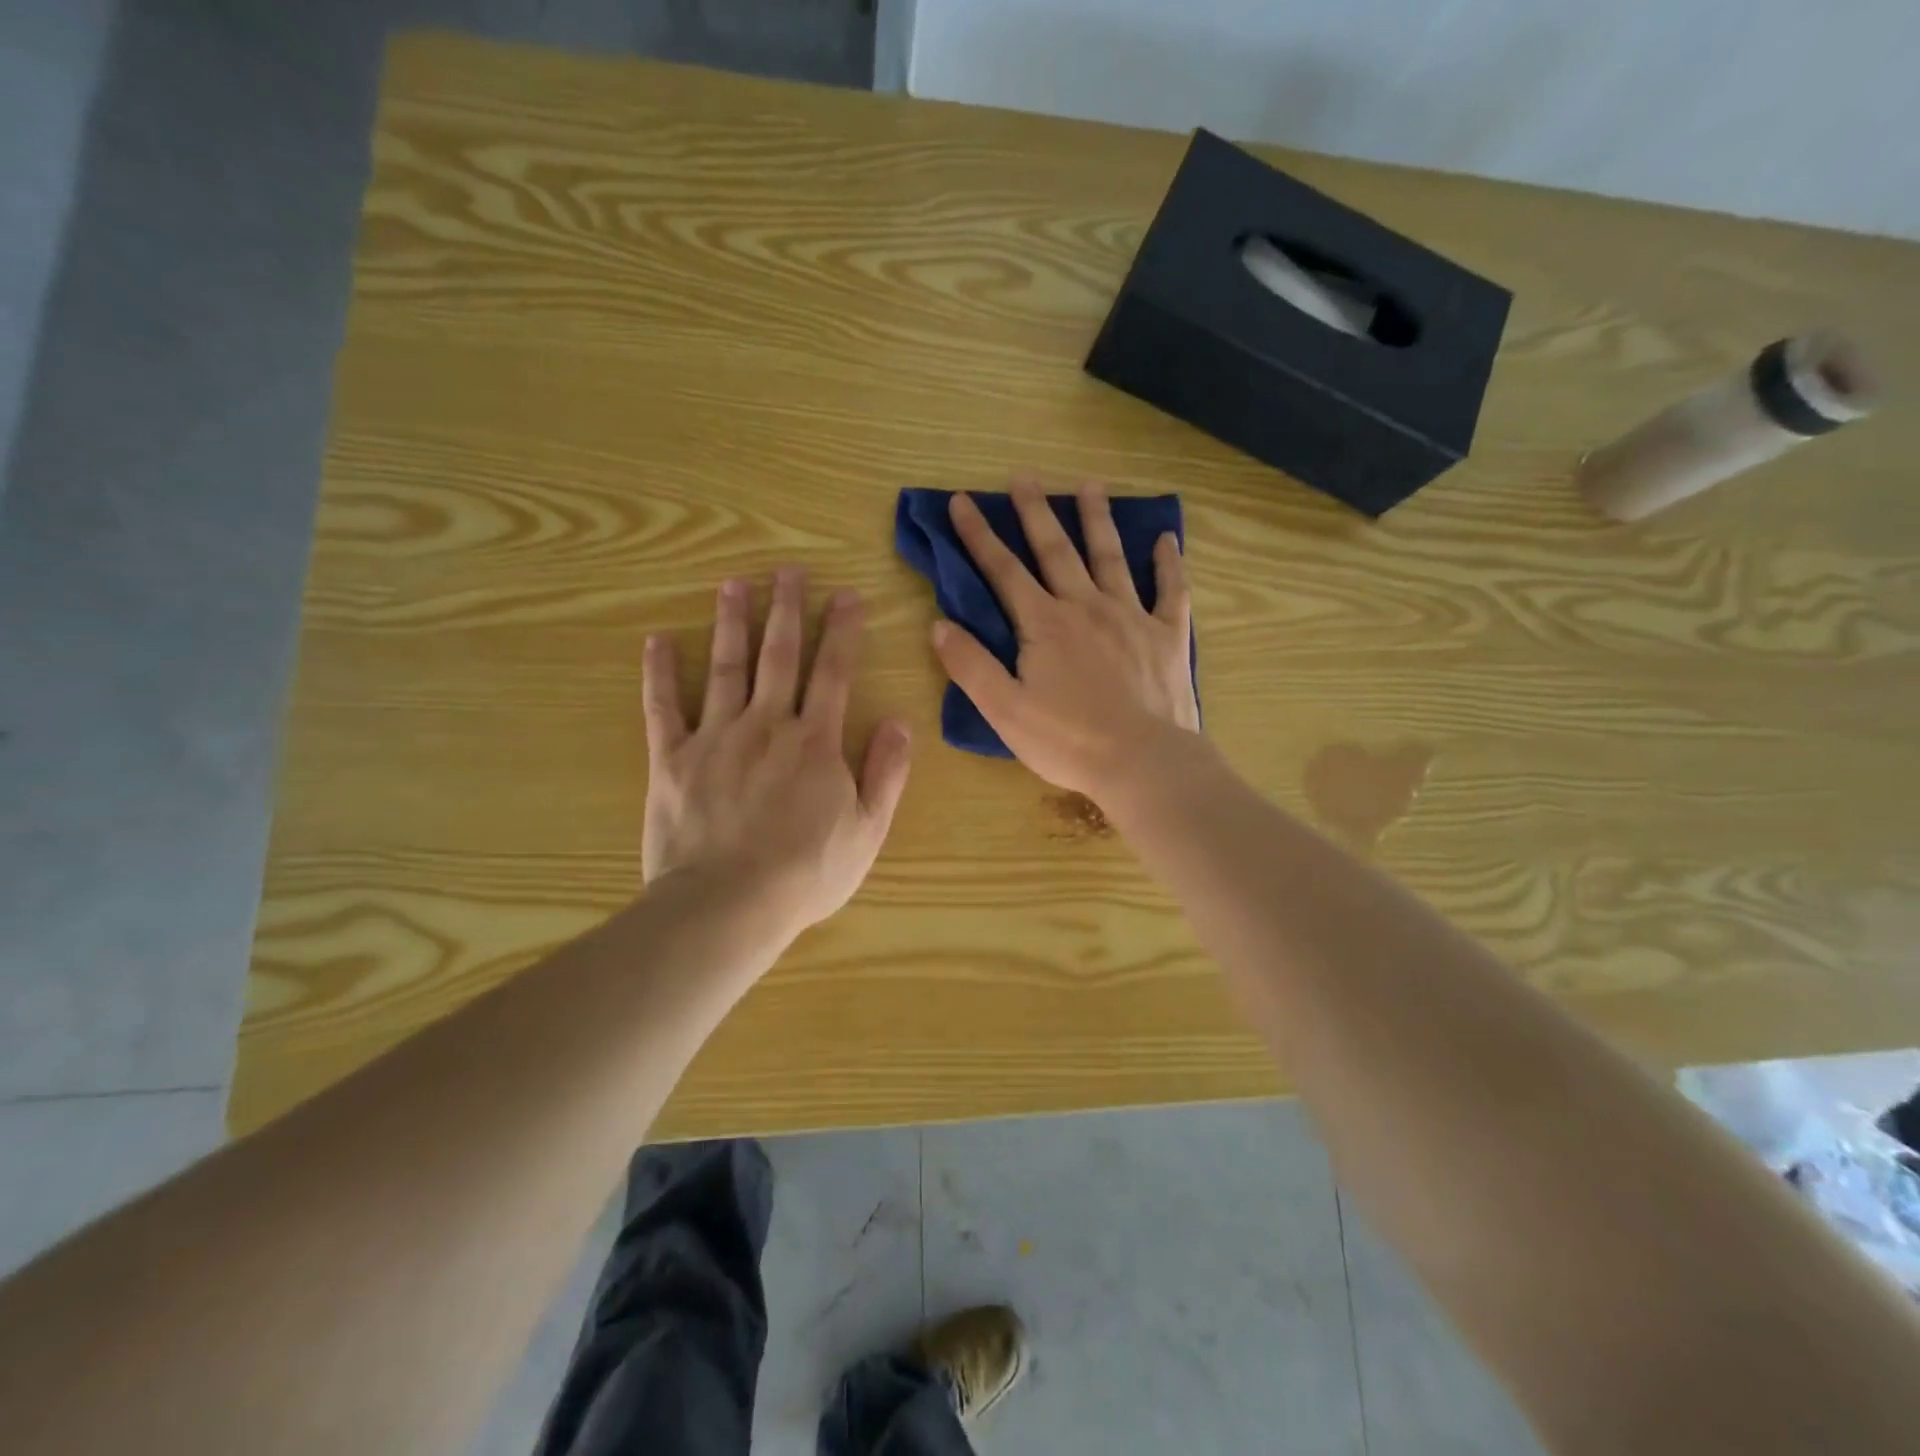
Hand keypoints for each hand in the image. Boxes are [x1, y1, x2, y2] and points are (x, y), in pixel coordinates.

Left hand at [643, 569, 912, 938]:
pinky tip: (658, 639)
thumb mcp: (867, 830)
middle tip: (788, 570)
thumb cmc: (806, 873)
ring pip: (726, 667)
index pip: (833, 673)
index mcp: (815, 742)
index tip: (846, 594)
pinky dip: (660, 672)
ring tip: (734, 584)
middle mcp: (767, 725)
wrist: (728, 905)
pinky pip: (663, 707)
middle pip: (779, 656)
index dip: (842, 631)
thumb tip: (898, 721)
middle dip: (787, 610)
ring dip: (732, 622)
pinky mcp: (672, 759)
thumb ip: (886, 773)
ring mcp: (715, 738)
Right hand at [931, 479, 1200, 802]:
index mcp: (1044, 624)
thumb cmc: (1068, 740)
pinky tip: (1167, 539)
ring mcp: (1132, 616)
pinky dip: (1169, 563)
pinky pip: (1171, 590)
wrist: (1143, 762)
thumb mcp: (1004, 709)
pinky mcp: (1167, 635)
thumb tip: (939, 625)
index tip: (962, 501)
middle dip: (1036, 512)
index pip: (1003, 570)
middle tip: (1024, 476)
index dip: (979, 535)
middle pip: (1056, 550)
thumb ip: (970, 665)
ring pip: (1111, 557)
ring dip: (1097, 520)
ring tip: (1089, 485)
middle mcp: (1086, 606)